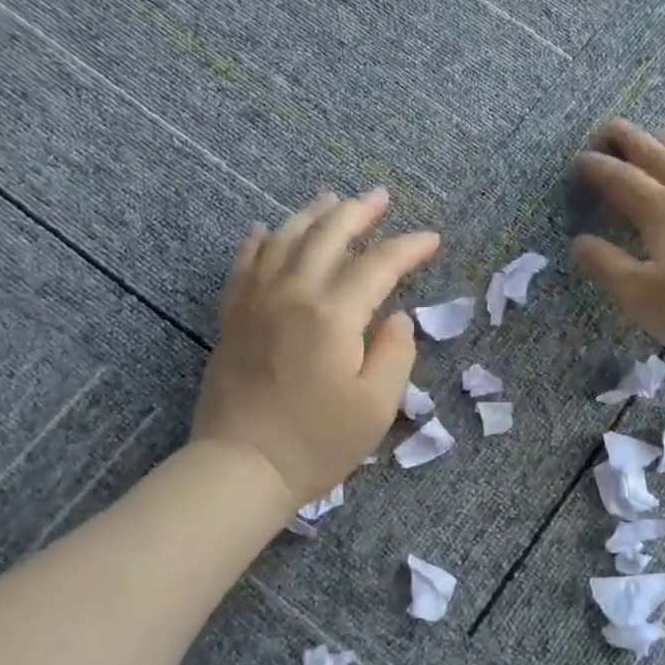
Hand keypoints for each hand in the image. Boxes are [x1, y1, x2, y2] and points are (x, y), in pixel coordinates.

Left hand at [193, 190, 438, 506]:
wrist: (241, 467)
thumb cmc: (317, 443)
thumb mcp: (376, 406)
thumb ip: (395, 353)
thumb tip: (396, 318)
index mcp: (333, 315)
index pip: (379, 264)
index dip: (409, 247)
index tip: (432, 240)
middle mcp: (293, 294)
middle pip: (328, 234)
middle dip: (359, 211)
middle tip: (381, 197)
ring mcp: (256, 302)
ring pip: (285, 238)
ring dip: (312, 214)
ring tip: (332, 200)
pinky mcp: (233, 318)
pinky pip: (244, 264)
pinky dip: (259, 241)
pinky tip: (266, 229)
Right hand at [573, 120, 664, 366]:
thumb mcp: (639, 294)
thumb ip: (606, 265)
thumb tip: (580, 241)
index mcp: (662, 211)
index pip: (622, 180)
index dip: (598, 168)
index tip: (580, 159)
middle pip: (658, 158)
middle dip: (631, 141)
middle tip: (610, 127)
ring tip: (662, 133)